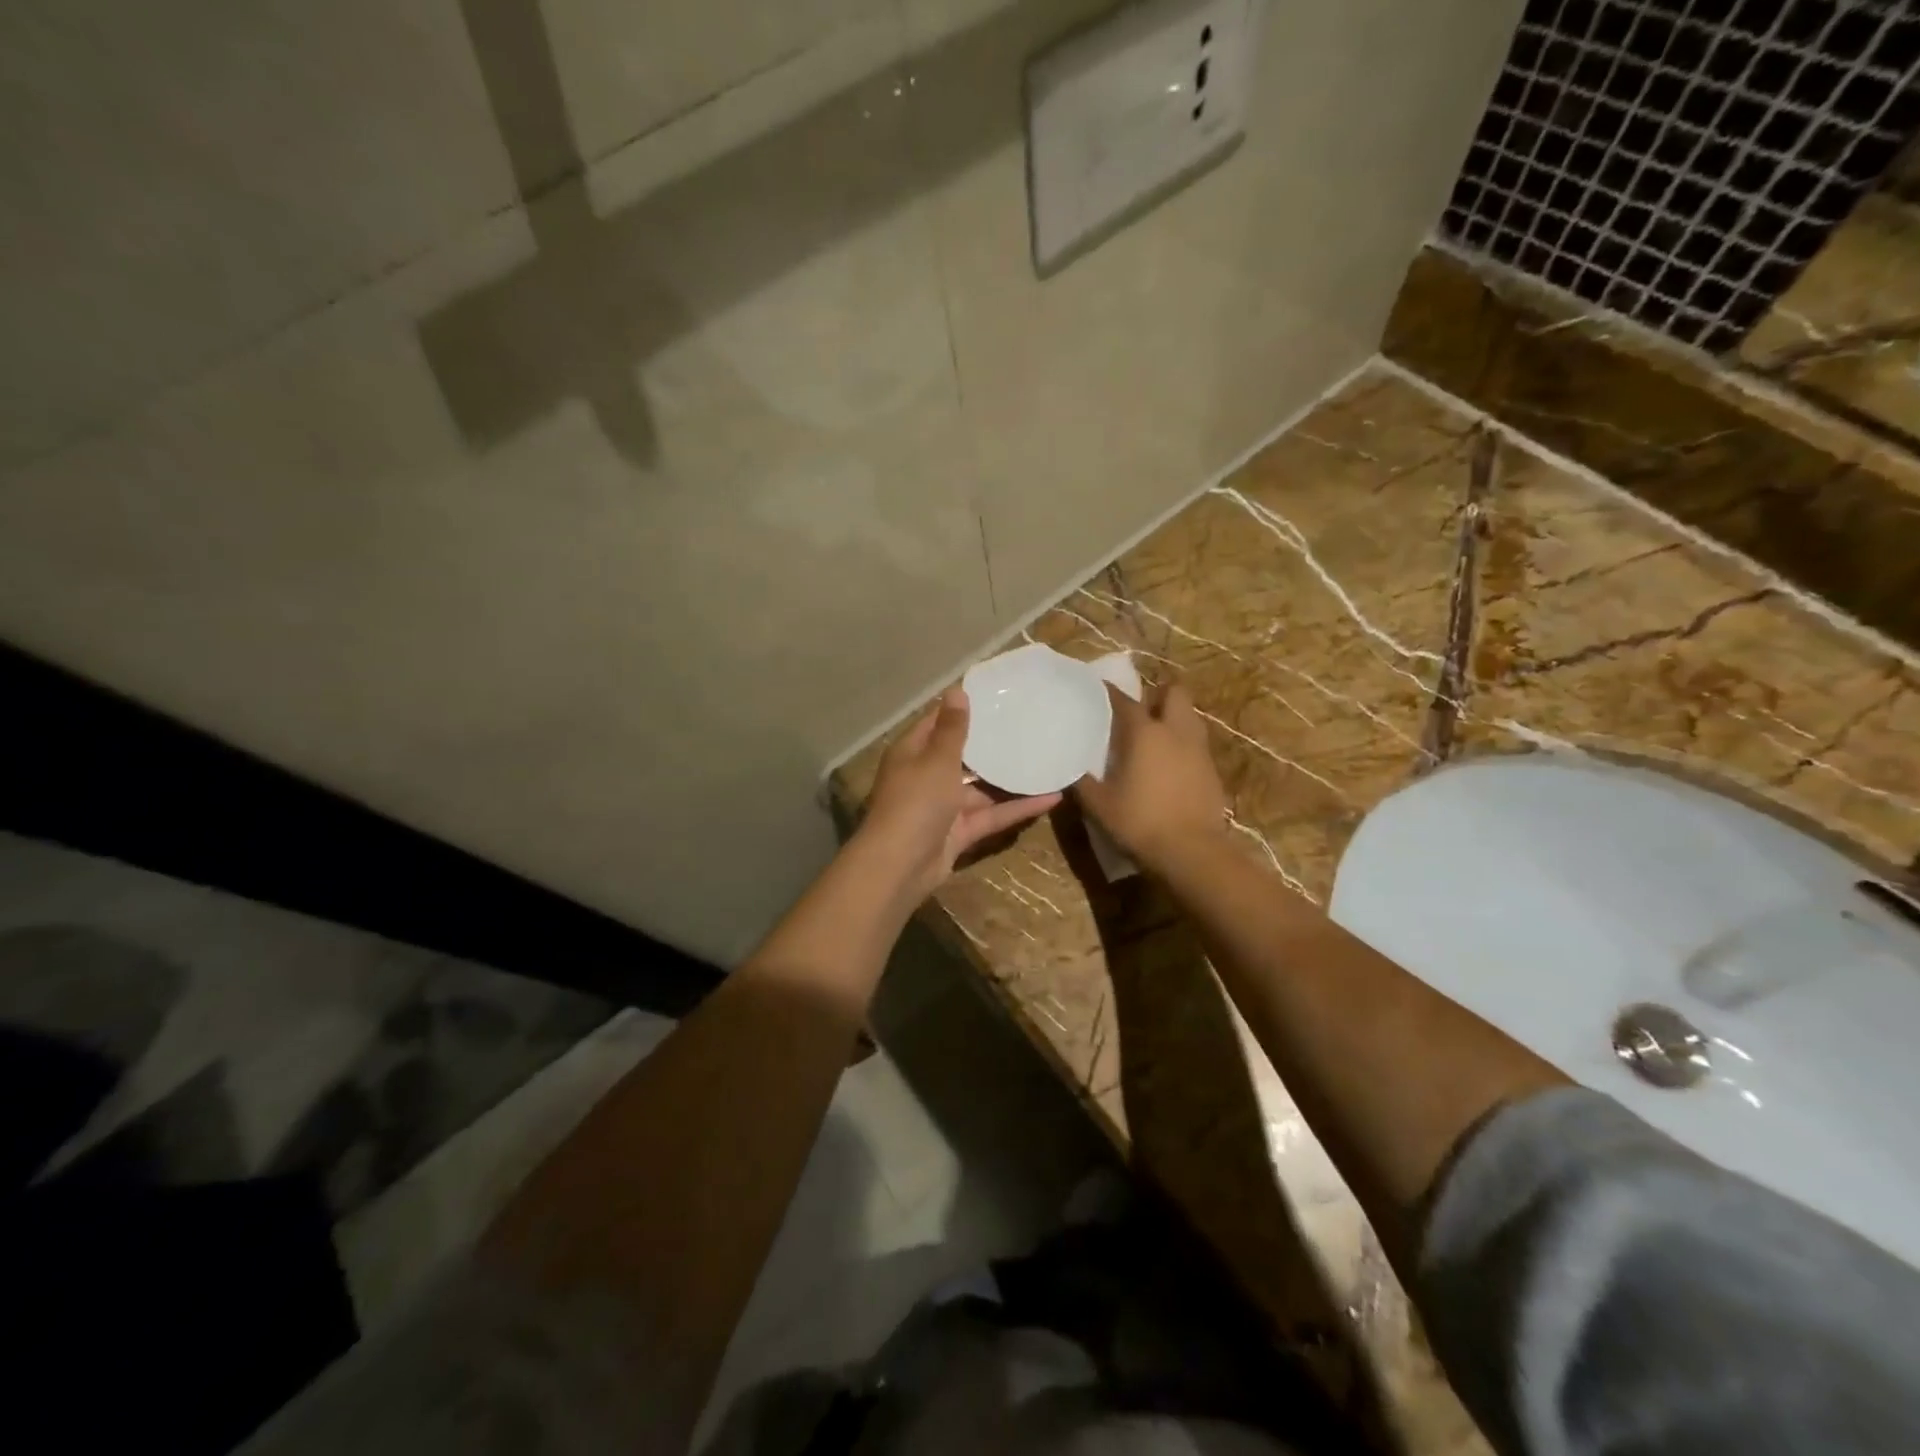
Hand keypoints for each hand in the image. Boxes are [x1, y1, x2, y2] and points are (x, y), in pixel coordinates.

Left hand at [860, 687, 1060, 902]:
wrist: (901, 866)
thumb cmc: (916, 801)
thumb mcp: (937, 759)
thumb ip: (952, 729)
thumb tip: (956, 690)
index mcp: (912, 753)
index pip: (936, 722)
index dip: (960, 708)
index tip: (993, 695)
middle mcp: (926, 776)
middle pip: (960, 755)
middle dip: (989, 743)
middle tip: (1026, 723)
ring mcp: (943, 806)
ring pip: (980, 788)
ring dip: (1007, 778)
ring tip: (1043, 758)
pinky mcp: (959, 832)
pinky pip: (991, 815)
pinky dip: (1017, 808)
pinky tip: (1051, 798)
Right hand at [1074, 680, 1229, 870]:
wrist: (1192, 852)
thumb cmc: (1139, 822)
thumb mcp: (1098, 805)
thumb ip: (1080, 781)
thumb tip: (1067, 766)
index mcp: (1144, 732)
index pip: (1123, 699)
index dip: (1107, 691)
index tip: (1094, 691)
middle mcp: (1175, 731)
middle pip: (1173, 692)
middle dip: (1156, 696)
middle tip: (1138, 712)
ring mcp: (1198, 749)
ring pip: (1190, 716)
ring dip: (1173, 718)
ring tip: (1154, 738)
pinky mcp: (1212, 770)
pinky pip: (1196, 744)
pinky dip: (1182, 745)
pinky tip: (1169, 767)